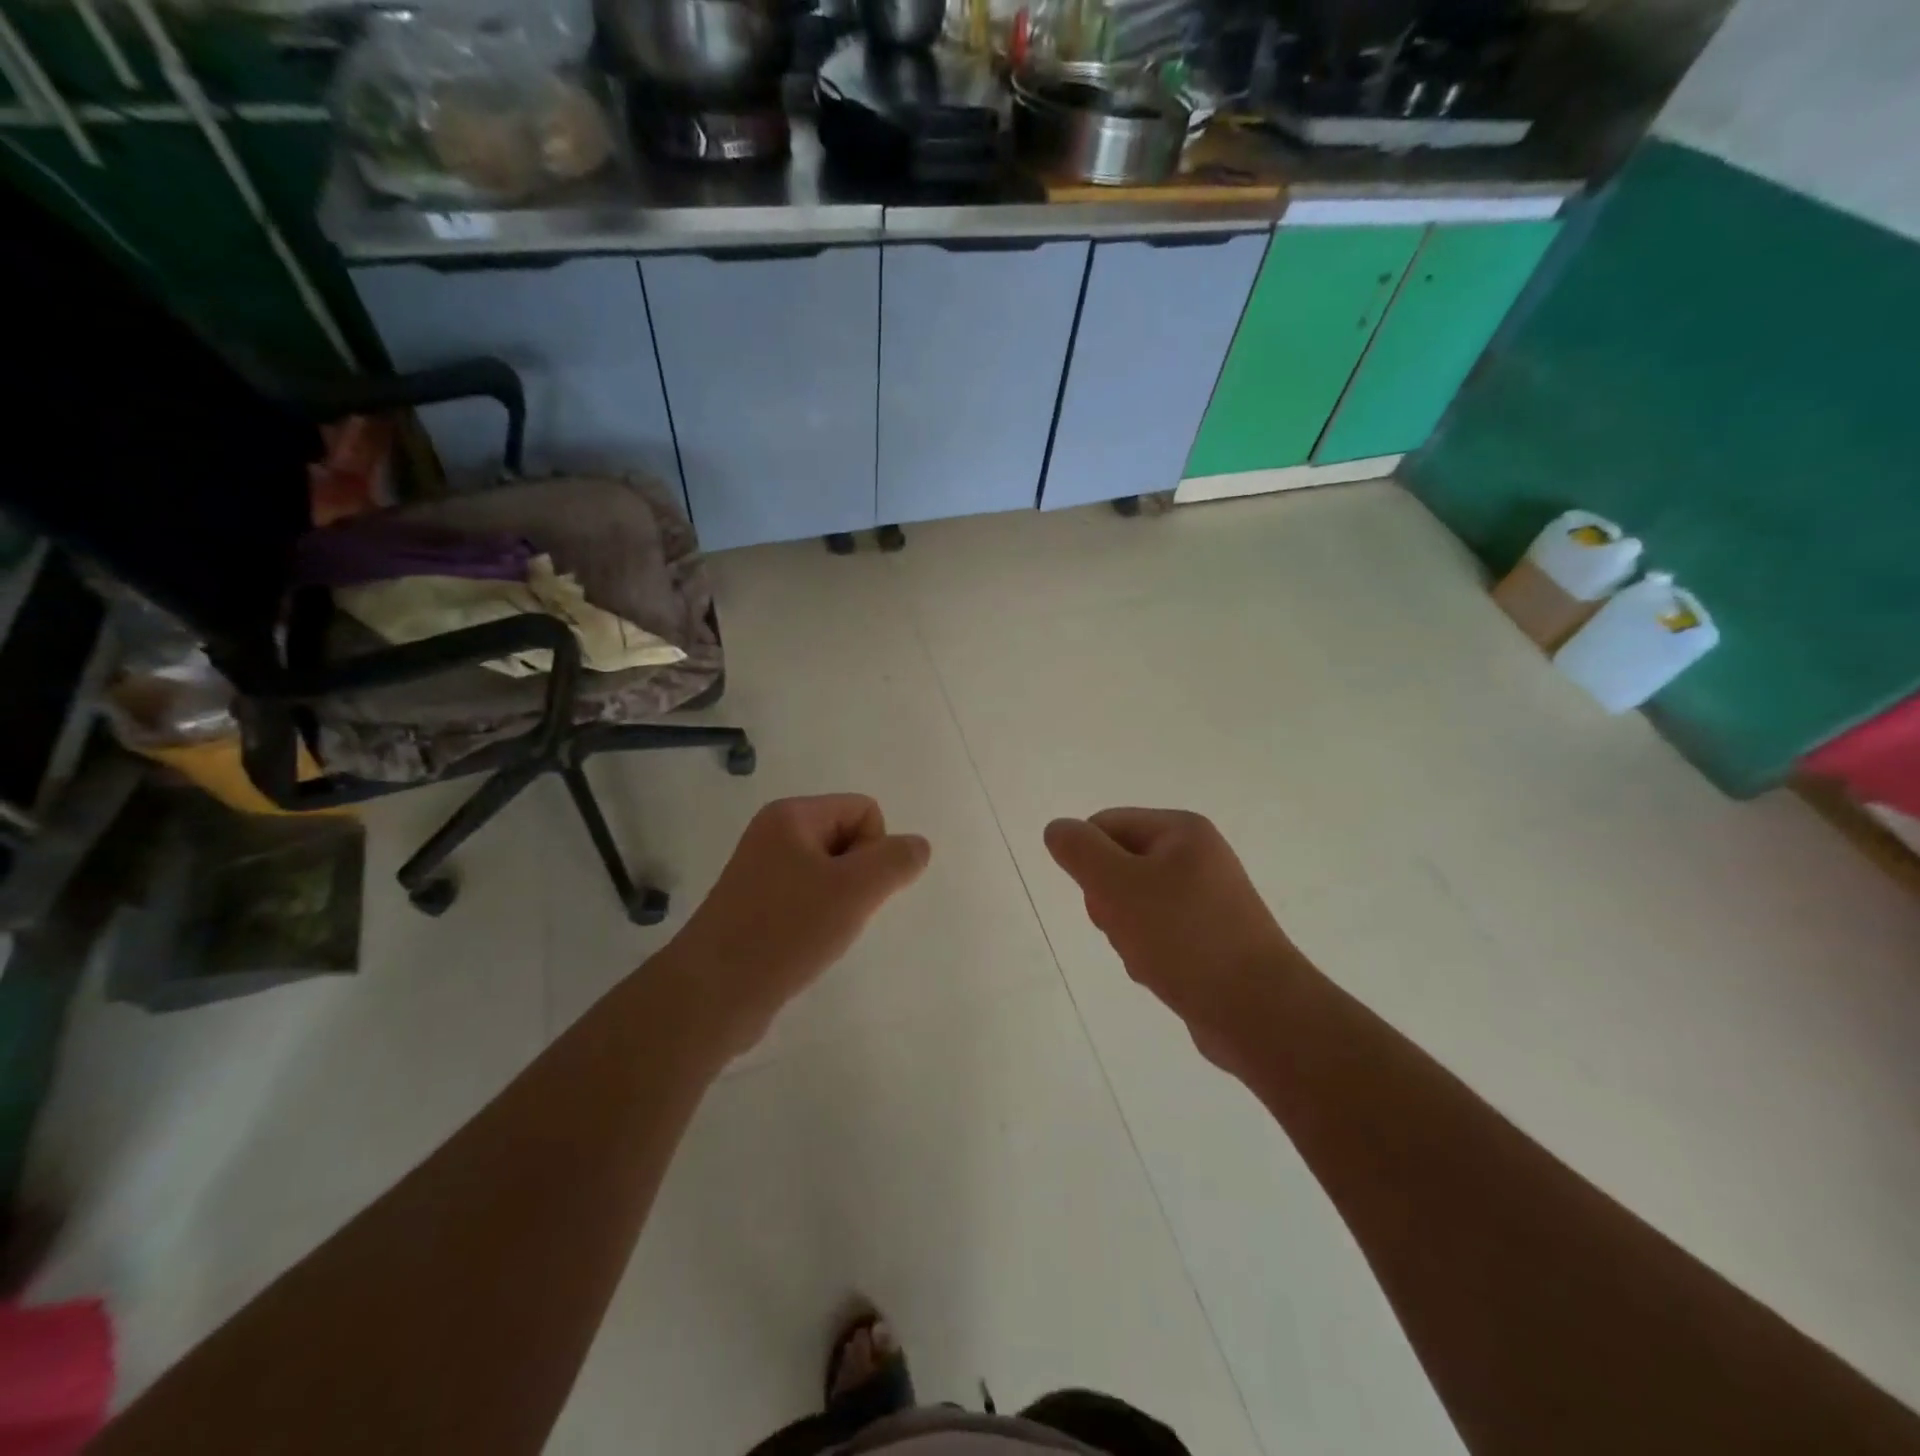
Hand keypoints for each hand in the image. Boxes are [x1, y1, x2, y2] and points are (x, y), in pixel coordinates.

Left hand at [660, 795, 930, 1054]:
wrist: (713, 994)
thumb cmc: (786, 930)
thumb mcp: (855, 890)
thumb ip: (896, 861)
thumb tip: (917, 846)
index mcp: (791, 815)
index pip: (864, 810)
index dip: (875, 850)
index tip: (855, 889)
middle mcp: (773, 834)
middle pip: (848, 838)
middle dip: (858, 877)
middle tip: (838, 913)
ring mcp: (760, 871)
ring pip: (830, 874)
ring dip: (840, 902)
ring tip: (820, 933)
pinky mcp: (755, 906)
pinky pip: (807, 899)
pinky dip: (817, 920)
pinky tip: (805, 946)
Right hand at [1044, 808, 1305, 1071]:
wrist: (1258, 1012)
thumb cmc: (1184, 937)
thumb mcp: (1118, 886)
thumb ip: (1080, 851)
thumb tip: (1057, 829)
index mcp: (1182, 831)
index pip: (1104, 825)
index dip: (1089, 861)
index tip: (1101, 898)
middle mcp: (1198, 857)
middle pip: (1118, 865)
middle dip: (1108, 902)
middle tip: (1126, 928)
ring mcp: (1207, 899)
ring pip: (1133, 904)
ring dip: (1125, 932)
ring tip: (1148, 957)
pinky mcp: (1210, 938)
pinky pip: (1158, 933)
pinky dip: (1149, 952)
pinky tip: (1161, 974)